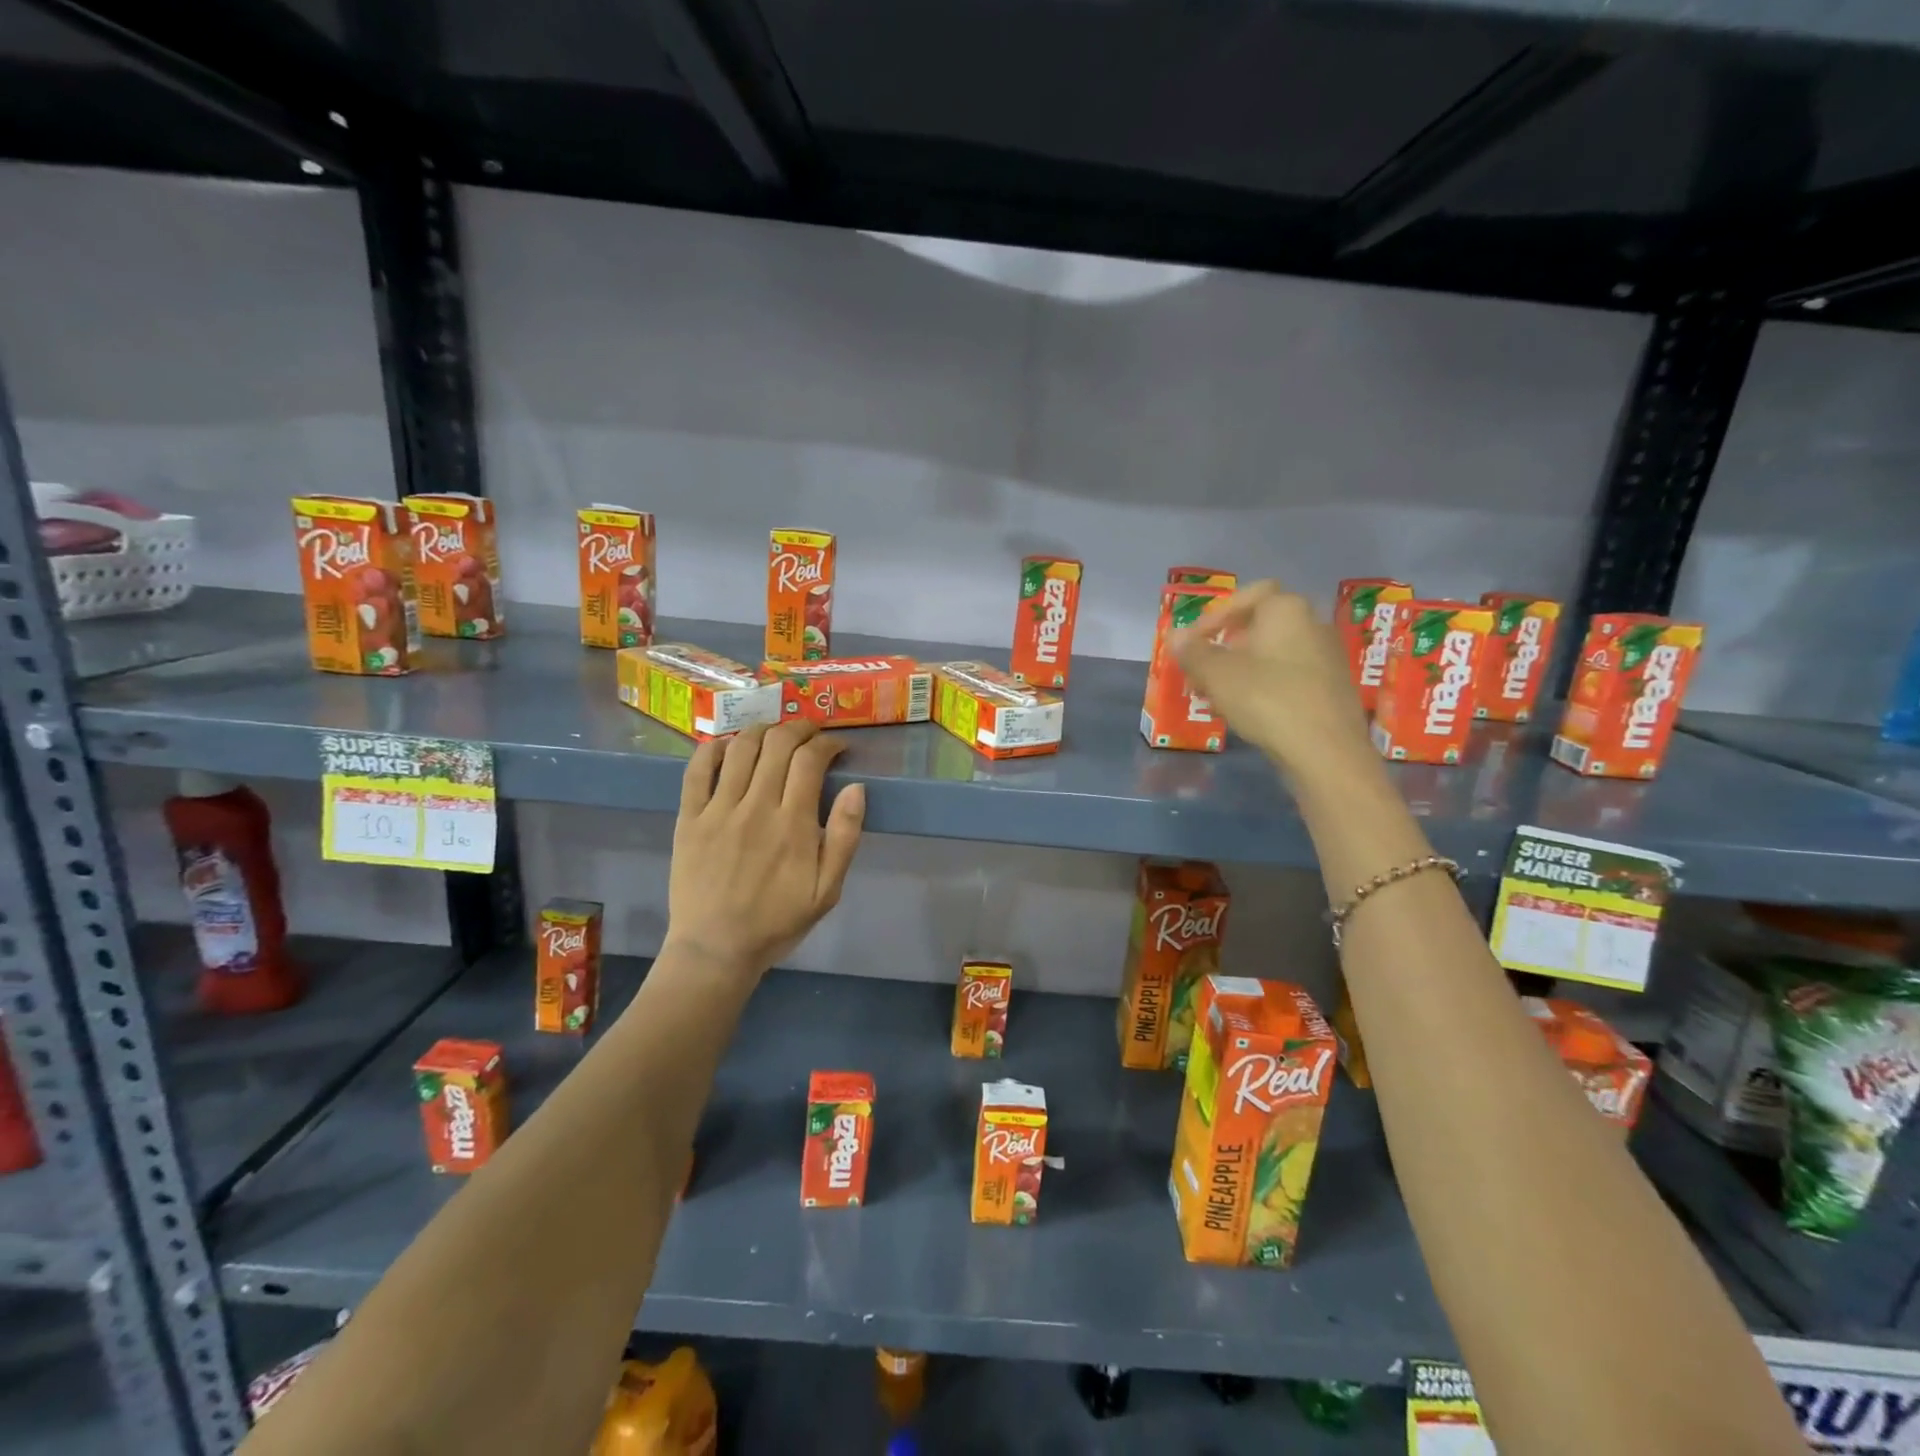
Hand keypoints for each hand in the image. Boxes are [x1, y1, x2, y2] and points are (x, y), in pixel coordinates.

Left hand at [665, 721, 865, 972]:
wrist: (716, 949)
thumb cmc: (777, 921)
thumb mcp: (827, 891)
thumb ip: (845, 837)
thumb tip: (857, 788)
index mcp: (793, 825)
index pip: (811, 760)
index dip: (828, 744)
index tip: (837, 747)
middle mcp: (756, 807)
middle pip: (778, 744)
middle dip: (799, 728)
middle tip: (810, 734)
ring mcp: (718, 810)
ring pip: (741, 747)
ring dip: (762, 730)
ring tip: (775, 734)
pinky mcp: (689, 818)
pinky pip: (698, 769)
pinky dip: (715, 748)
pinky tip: (729, 746)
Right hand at [1173, 580, 1372, 783]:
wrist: (1326, 751)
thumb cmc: (1266, 699)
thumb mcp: (1216, 674)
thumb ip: (1193, 652)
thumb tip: (1175, 636)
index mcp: (1286, 610)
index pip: (1249, 594)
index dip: (1216, 615)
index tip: (1194, 642)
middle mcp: (1312, 624)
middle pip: (1260, 626)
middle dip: (1225, 647)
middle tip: (1200, 672)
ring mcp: (1326, 657)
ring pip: (1272, 654)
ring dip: (1241, 670)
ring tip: (1216, 696)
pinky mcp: (1331, 689)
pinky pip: (1288, 677)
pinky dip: (1263, 687)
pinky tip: (1245, 712)